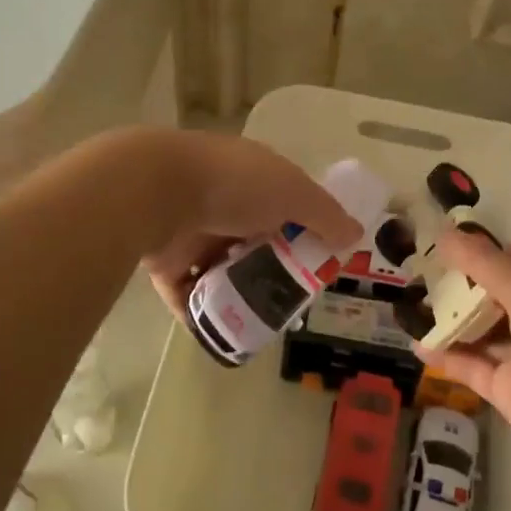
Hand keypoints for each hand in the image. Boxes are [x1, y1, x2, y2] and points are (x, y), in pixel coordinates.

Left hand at [136, 130, 363, 322]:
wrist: (155, 191)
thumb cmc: (234, 185)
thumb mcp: (293, 192)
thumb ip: (325, 215)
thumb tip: (355, 234)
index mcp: (252, 176)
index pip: (286, 202)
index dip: (305, 229)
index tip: (319, 261)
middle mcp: (222, 200)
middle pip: (255, 239)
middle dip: (273, 267)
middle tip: (292, 300)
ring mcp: (191, 230)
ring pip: (221, 267)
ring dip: (238, 291)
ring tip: (262, 322)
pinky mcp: (165, 260)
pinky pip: (188, 292)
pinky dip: (203, 312)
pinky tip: (224, 334)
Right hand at [421, 230, 510, 482]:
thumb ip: (485, 264)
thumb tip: (446, 231)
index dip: (483, 249)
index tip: (444, 241)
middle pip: (493, 293)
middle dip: (460, 283)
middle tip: (418, 271)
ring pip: (480, 329)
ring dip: (450, 319)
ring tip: (410, 304)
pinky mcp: (507, 389)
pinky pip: (471, 365)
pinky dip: (447, 355)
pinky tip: (417, 344)